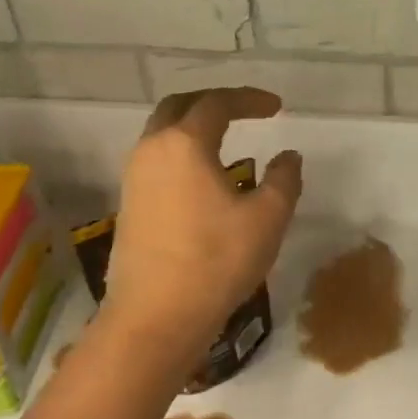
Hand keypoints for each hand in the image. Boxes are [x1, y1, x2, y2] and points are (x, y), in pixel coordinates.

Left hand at [103, 88, 302, 363]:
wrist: (154, 319)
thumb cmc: (215, 262)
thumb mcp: (266, 219)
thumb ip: (283, 180)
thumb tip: (288, 157)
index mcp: (184, 144)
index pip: (217, 103)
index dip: (249, 99)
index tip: (277, 108)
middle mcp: (152, 150)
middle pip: (179, 106)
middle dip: (213, 101)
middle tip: (244, 110)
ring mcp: (134, 177)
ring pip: (162, 133)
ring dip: (193, 126)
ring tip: (226, 140)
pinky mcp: (129, 204)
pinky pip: (156, 159)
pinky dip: (181, 151)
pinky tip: (204, 177)